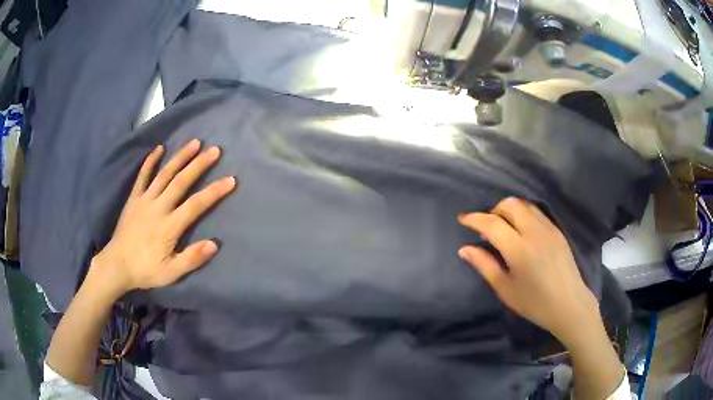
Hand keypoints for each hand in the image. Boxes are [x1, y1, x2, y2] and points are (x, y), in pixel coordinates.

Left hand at [90, 139, 235, 295]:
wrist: (117, 265)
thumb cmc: (146, 270)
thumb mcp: (171, 272)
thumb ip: (191, 258)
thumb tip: (214, 244)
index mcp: (169, 226)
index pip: (196, 205)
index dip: (214, 192)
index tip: (230, 179)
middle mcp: (158, 207)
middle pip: (181, 182)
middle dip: (199, 165)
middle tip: (214, 150)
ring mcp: (144, 200)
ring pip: (164, 174)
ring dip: (180, 157)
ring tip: (194, 142)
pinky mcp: (134, 198)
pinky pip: (142, 176)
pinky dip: (150, 161)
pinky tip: (159, 148)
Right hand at [458, 197, 599, 345]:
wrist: (569, 304)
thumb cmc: (534, 303)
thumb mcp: (505, 289)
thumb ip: (484, 265)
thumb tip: (464, 249)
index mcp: (519, 249)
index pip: (492, 223)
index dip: (474, 218)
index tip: (462, 219)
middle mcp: (534, 232)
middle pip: (510, 204)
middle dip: (494, 210)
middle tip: (486, 227)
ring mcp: (549, 229)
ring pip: (525, 205)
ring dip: (509, 210)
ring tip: (504, 228)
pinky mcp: (557, 231)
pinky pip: (537, 212)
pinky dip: (524, 214)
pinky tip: (522, 231)